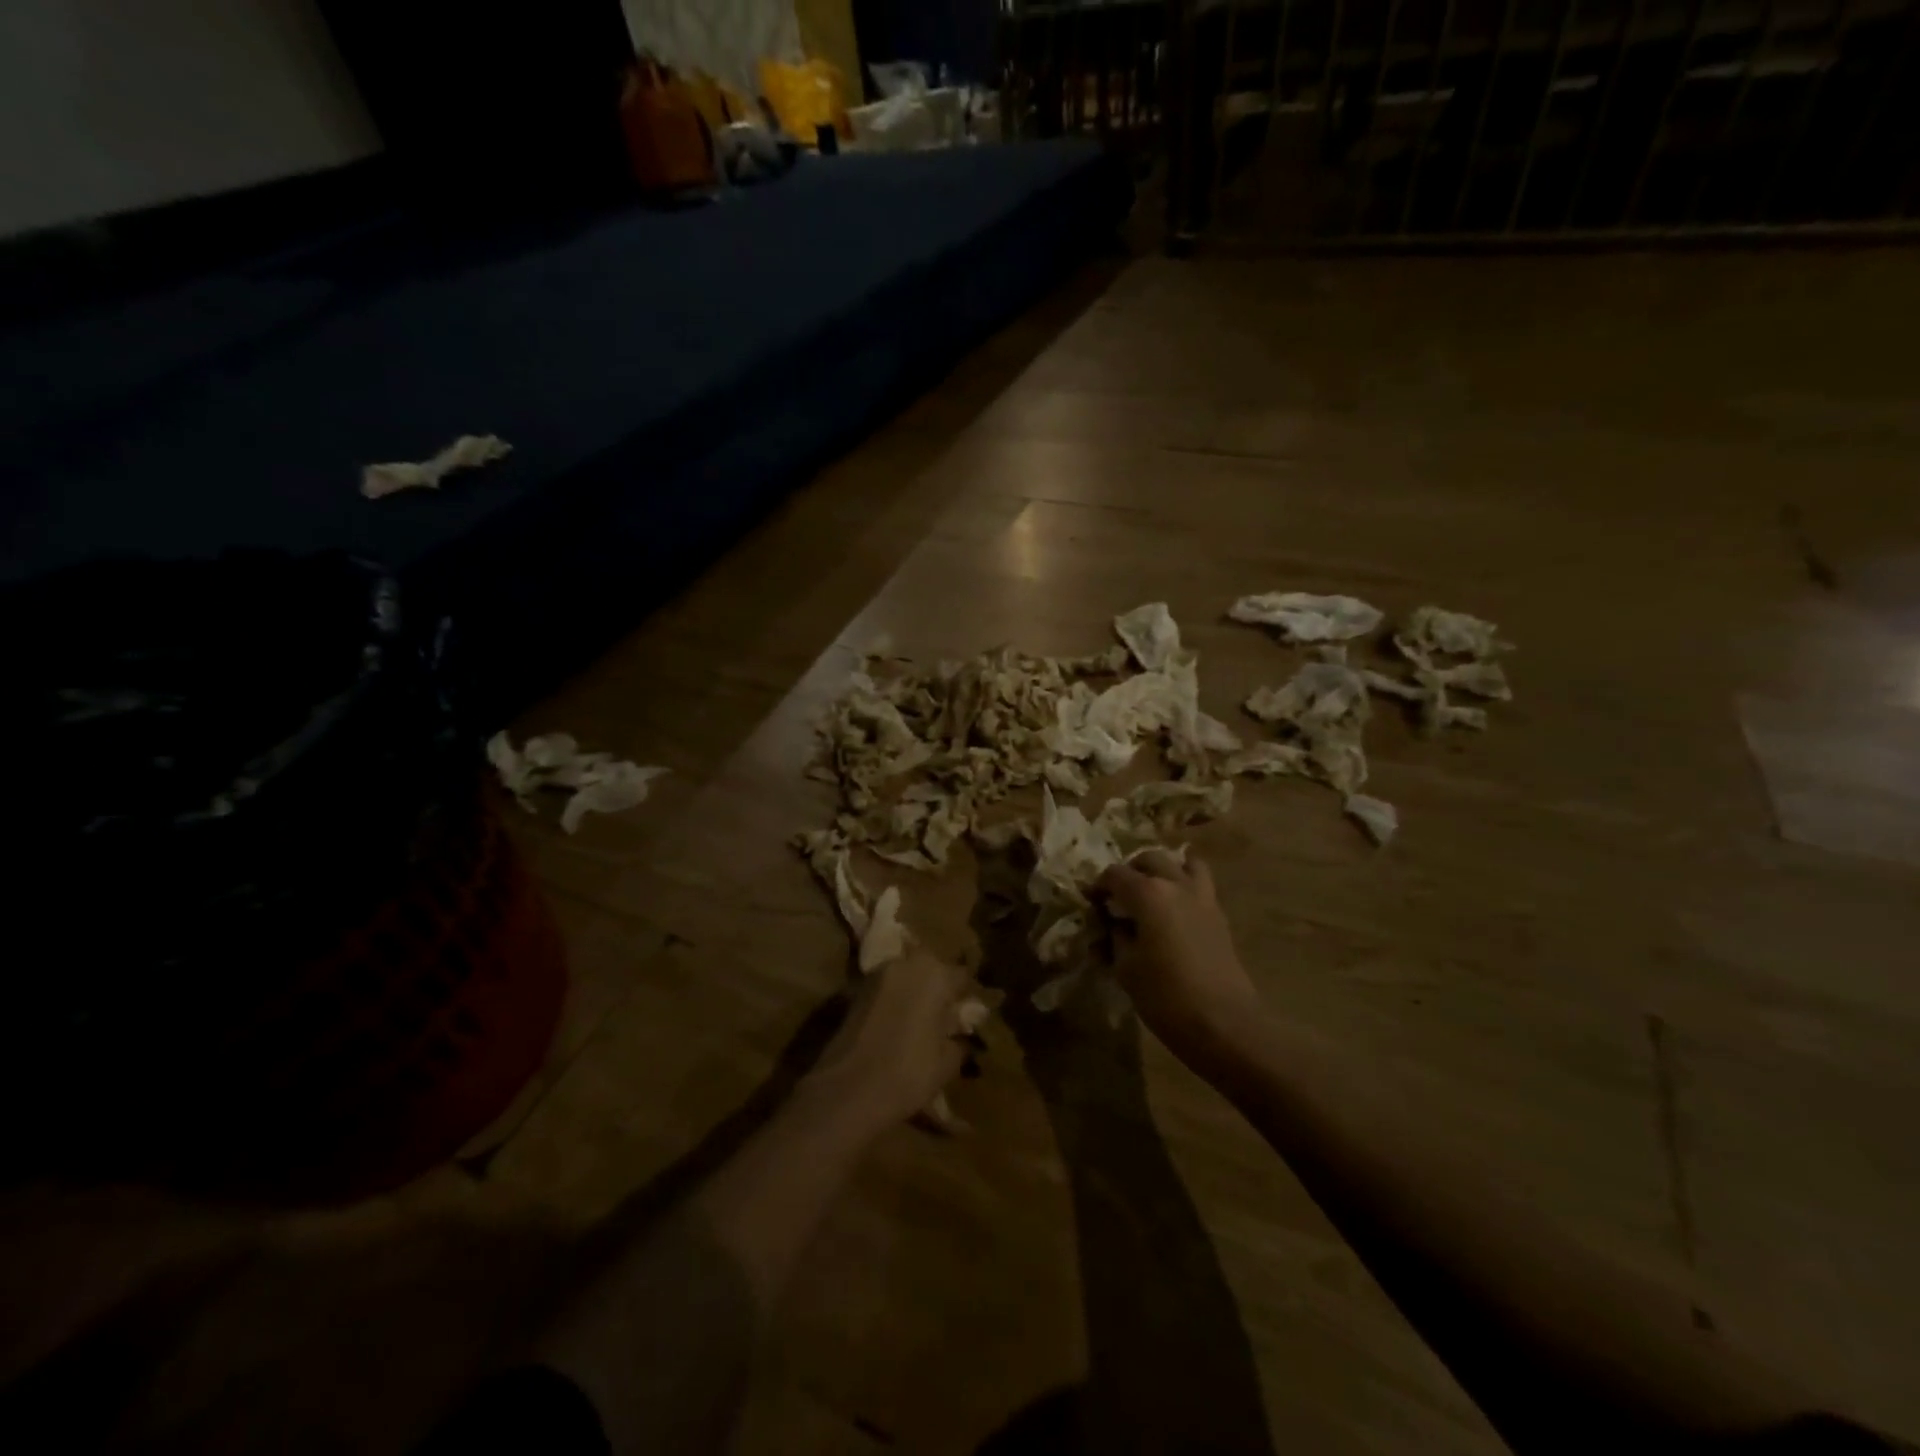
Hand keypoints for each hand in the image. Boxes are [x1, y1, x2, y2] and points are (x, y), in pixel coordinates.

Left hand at [806, 948, 977, 1131]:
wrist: (848, 1090)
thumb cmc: (909, 1072)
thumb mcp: (947, 1062)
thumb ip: (959, 1039)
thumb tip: (960, 1034)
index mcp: (935, 973)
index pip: (961, 976)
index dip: (965, 998)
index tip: (967, 1018)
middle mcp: (905, 964)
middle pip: (930, 969)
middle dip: (938, 989)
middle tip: (943, 1019)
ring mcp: (876, 976)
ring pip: (905, 977)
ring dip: (913, 993)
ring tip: (918, 1025)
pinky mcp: (854, 992)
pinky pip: (885, 991)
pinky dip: (892, 1003)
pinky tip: (895, 1029)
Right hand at [1096, 851, 1263, 1072]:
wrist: (1224, 1023)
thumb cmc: (1165, 996)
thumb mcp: (1125, 968)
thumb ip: (1114, 938)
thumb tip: (1111, 925)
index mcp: (1148, 893)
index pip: (1115, 874)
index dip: (1098, 886)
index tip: (1091, 903)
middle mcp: (1176, 884)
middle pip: (1150, 859)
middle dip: (1131, 871)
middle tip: (1119, 896)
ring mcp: (1203, 897)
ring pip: (1183, 863)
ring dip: (1165, 869)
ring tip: (1153, 892)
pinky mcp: (1219, 915)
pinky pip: (1200, 884)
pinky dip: (1185, 885)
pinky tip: (1173, 911)